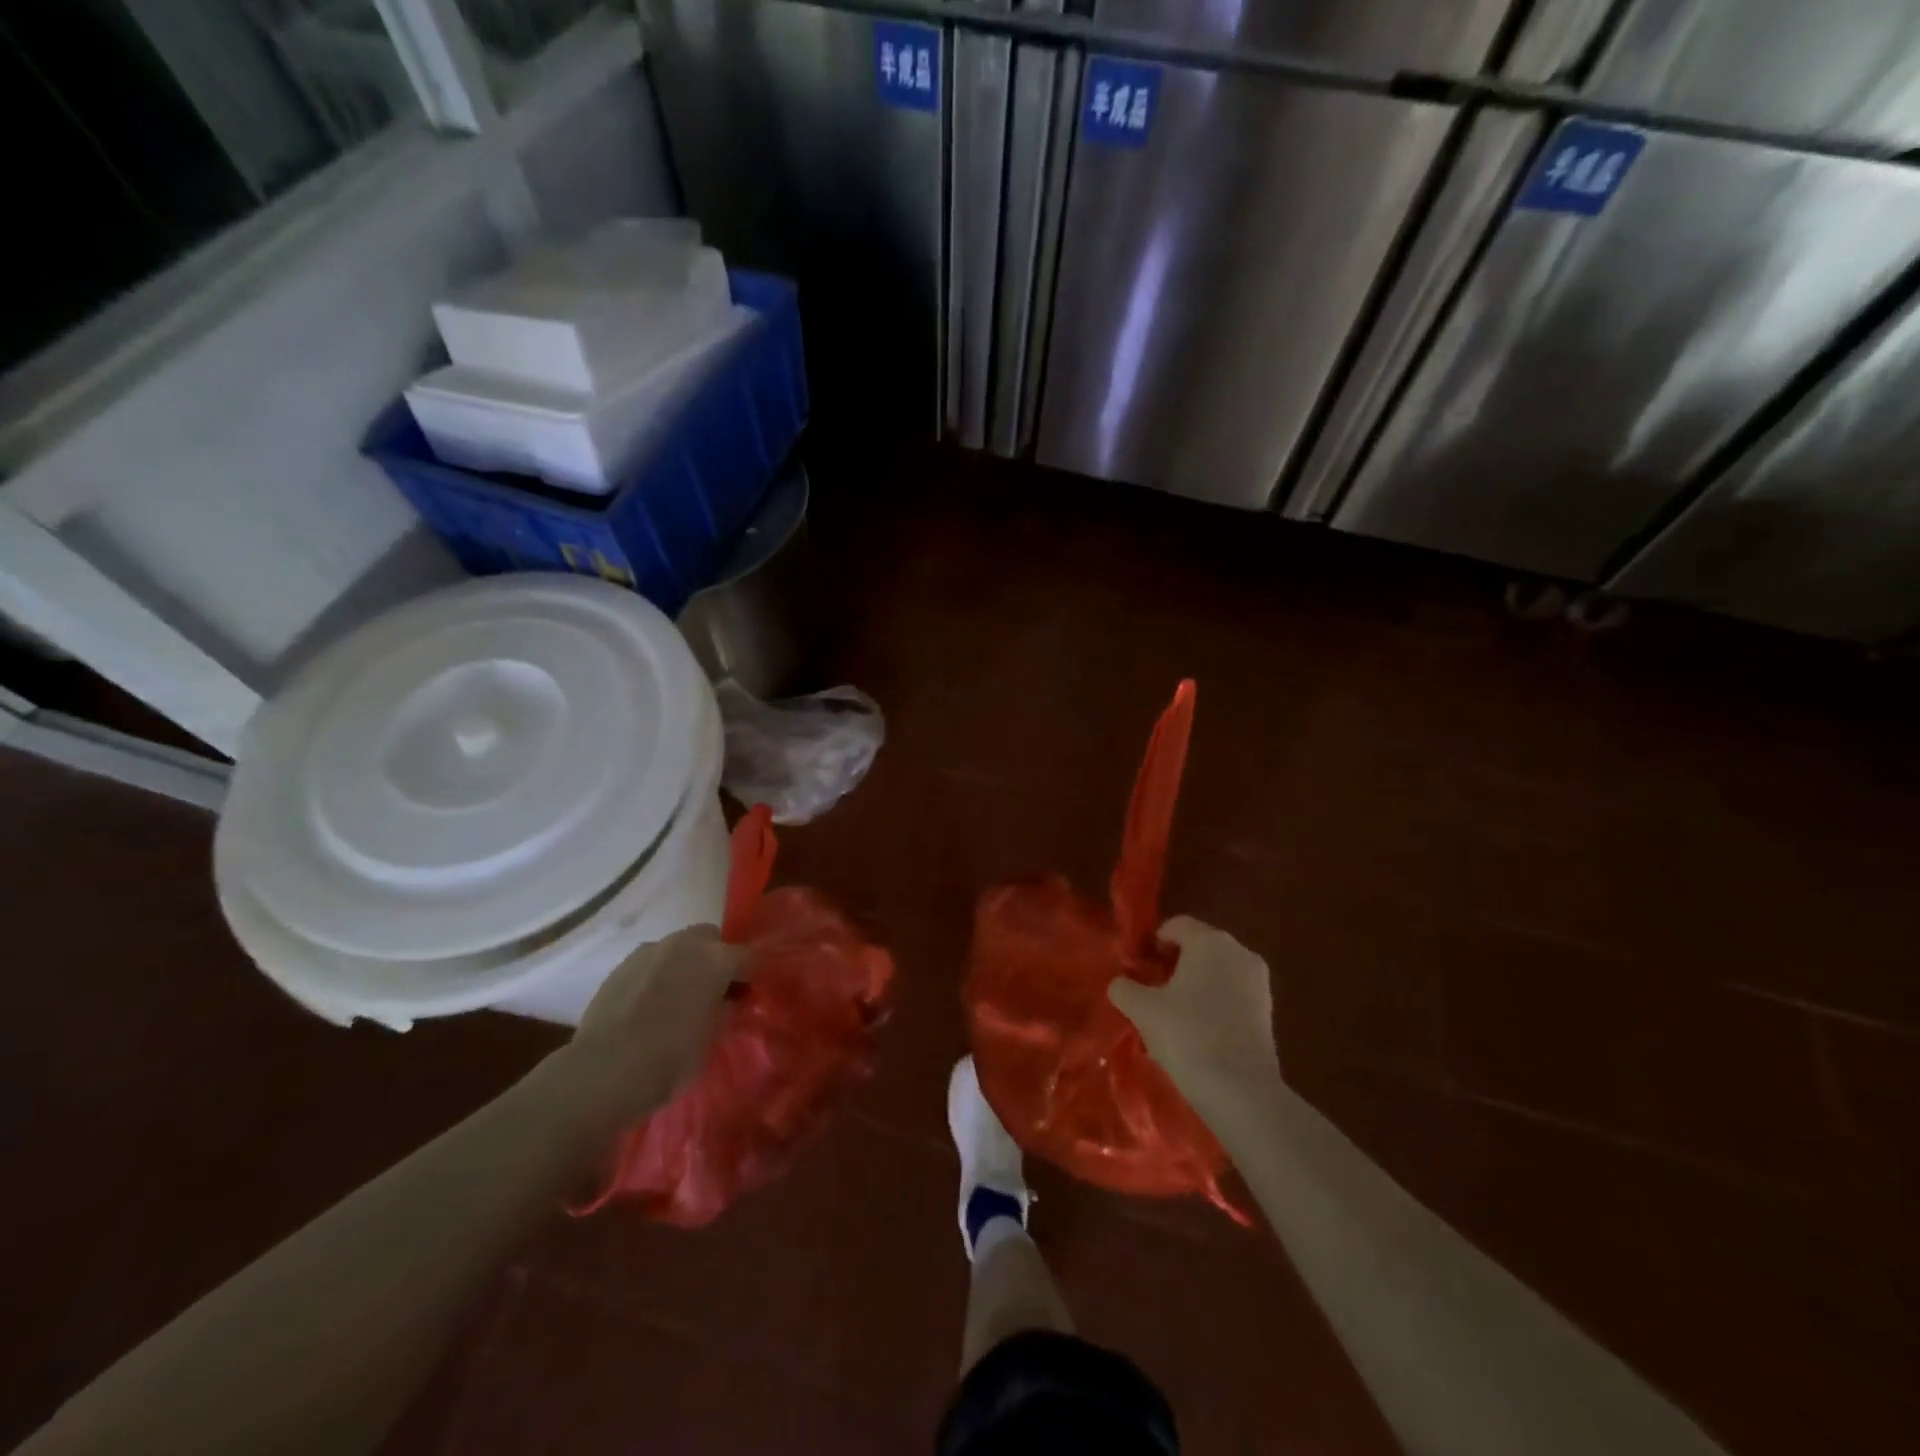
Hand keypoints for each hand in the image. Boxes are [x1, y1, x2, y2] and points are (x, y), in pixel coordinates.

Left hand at [562, 924, 748, 1126]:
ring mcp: (650, 951)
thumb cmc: (670, 1059)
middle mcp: (684, 944)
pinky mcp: (621, 966)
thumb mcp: (711, 1038)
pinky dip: (657, 975)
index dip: (751, 974)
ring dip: (684, 964)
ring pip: (678, 948)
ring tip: (678, 997)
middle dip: (716, 958)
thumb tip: (726, 1000)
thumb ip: (723, 1010)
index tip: (748, 994)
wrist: (603, 1071)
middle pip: (710, 938)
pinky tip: (649, 1004)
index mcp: (716, 959)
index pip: (748, 956)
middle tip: (713, 990)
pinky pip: (650, 963)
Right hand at [1108, 916, 1282, 1124]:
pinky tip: (1198, 1032)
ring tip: (1173, 1016)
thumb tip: (1121, 983)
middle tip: (1151, 992)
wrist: (1240, 1090)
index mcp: (1209, 940)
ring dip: (1194, 985)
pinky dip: (1214, 1003)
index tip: (1137, 968)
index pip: (1175, 926)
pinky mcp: (1268, 1010)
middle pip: (1198, 947)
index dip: (1152, 943)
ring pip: (1217, 972)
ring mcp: (1258, 981)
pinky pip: (1232, 994)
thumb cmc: (1186, 1035)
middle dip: (1174, 964)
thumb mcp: (1142, 1009)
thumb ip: (1125, 988)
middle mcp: (1239, 951)